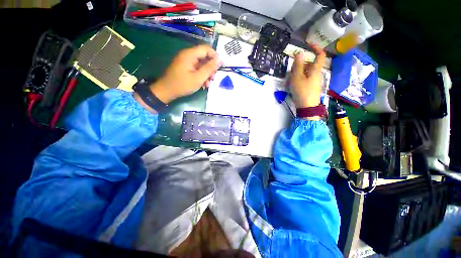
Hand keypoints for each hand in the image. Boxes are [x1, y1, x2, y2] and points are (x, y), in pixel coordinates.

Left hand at [150, 45, 220, 103]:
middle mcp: (188, 55)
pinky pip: (197, 69)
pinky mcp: (185, 68)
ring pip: (201, 64)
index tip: (221, 67)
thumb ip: (209, 68)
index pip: (206, 49)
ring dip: (207, 74)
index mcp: (190, 54)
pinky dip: (201, 76)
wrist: (166, 91)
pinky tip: (203, 84)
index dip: (215, 56)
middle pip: (204, 57)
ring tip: (209, 84)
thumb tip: (219, 60)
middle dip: (211, 68)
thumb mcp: (198, 78)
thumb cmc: (182, 85)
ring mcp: (186, 62)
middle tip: (214, 78)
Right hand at [290, 44, 325, 108]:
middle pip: (309, 65)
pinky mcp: (310, 87)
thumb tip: (300, 53)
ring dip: (297, 74)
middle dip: (299, 66)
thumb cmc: (302, 91)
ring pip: (305, 73)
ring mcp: (314, 81)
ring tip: (288, 81)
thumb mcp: (297, 78)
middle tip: (290, 71)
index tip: (308, 44)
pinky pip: (304, 79)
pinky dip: (298, 80)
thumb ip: (298, 65)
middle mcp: (316, 74)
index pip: (320, 55)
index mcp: (315, 70)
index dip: (316, 48)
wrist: (307, 107)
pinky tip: (292, 86)